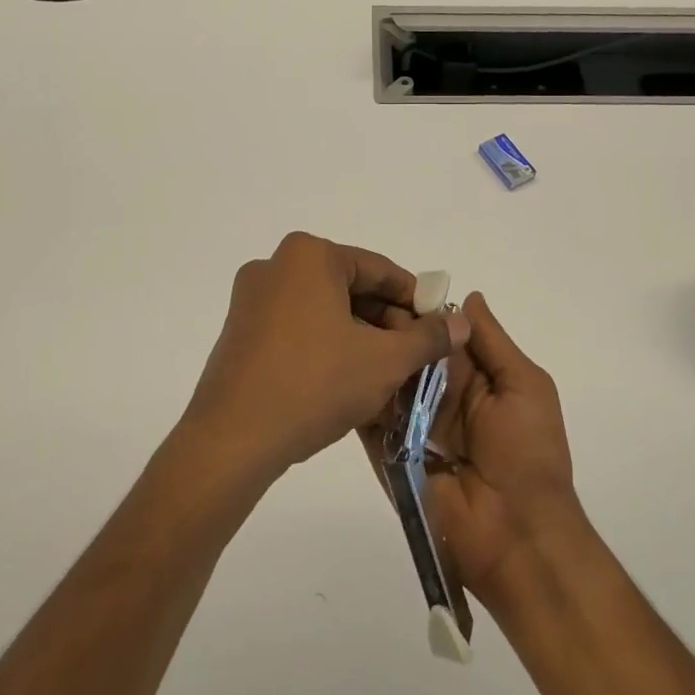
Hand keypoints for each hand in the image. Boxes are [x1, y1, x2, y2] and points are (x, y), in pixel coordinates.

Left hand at [180, 232, 468, 487]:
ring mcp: (252, 298)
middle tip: (414, 359)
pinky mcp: (240, 331)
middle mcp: (276, 265)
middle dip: (386, 323)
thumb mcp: (384, 361)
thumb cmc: (314, 384)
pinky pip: (297, 328)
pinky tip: (347, 382)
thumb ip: (428, 337)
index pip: (380, 271)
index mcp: (310, 255)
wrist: (232, 439)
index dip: (415, 301)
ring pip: (324, 311)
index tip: (438, 331)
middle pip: (350, 288)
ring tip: (386, 376)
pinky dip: (327, 347)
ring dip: (359, 338)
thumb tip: (461, 322)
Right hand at [366, 292, 585, 613]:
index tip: (388, 284)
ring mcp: (411, 424)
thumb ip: (493, 342)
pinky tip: (334, 370)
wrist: (516, 536)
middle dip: (387, 330)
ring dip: (368, 359)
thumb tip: (468, 296)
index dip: (418, 310)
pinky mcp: (389, 452)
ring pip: (385, 381)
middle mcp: (439, 394)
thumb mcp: (524, 386)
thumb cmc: (528, 453)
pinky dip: (356, 398)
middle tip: (355, 304)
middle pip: (408, 353)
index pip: (440, 332)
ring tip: (338, 329)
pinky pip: (369, 420)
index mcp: (474, 376)